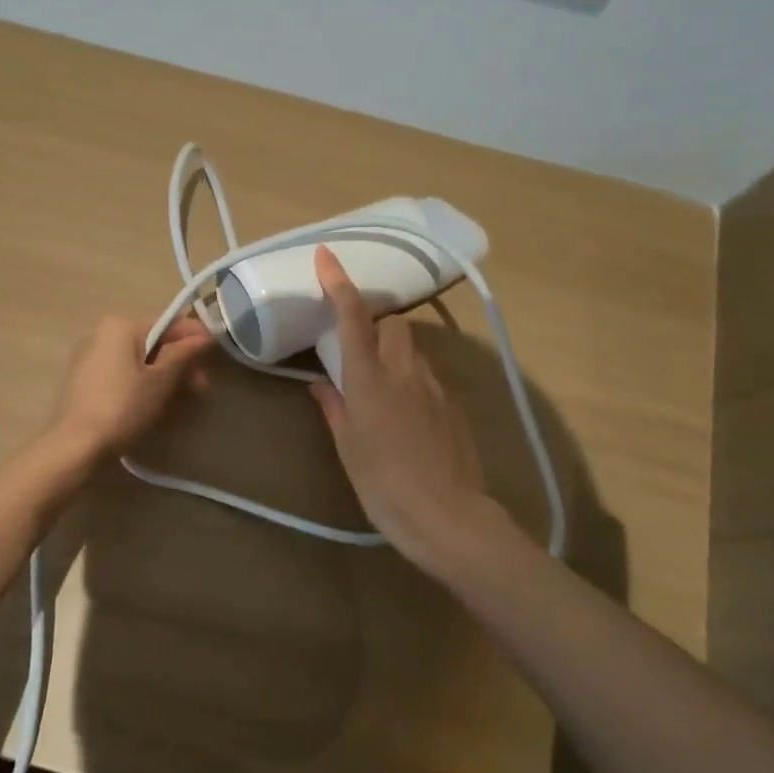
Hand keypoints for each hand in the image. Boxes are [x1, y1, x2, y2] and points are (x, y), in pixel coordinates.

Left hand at [50, 314, 211, 461]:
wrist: (77, 445)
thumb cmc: (123, 406)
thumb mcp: (160, 380)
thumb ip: (183, 354)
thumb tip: (203, 336)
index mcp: (120, 327)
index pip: (166, 323)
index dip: (193, 336)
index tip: (215, 351)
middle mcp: (102, 335)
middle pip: (152, 343)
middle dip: (179, 362)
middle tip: (201, 386)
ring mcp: (90, 359)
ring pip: (138, 361)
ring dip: (164, 376)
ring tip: (183, 398)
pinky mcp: (85, 383)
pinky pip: (122, 375)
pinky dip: (142, 384)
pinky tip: (156, 404)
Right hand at [309, 246, 501, 572]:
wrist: (447, 516)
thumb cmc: (384, 485)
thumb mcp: (348, 448)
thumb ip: (334, 407)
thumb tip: (319, 385)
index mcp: (370, 380)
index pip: (352, 318)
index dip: (338, 283)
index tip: (326, 256)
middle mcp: (404, 371)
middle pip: (394, 324)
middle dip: (376, 325)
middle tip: (359, 350)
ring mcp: (435, 385)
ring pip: (413, 350)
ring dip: (395, 354)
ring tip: (383, 388)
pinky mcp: (454, 403)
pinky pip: (428, 375)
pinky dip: (413, 379)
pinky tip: (408, 414)